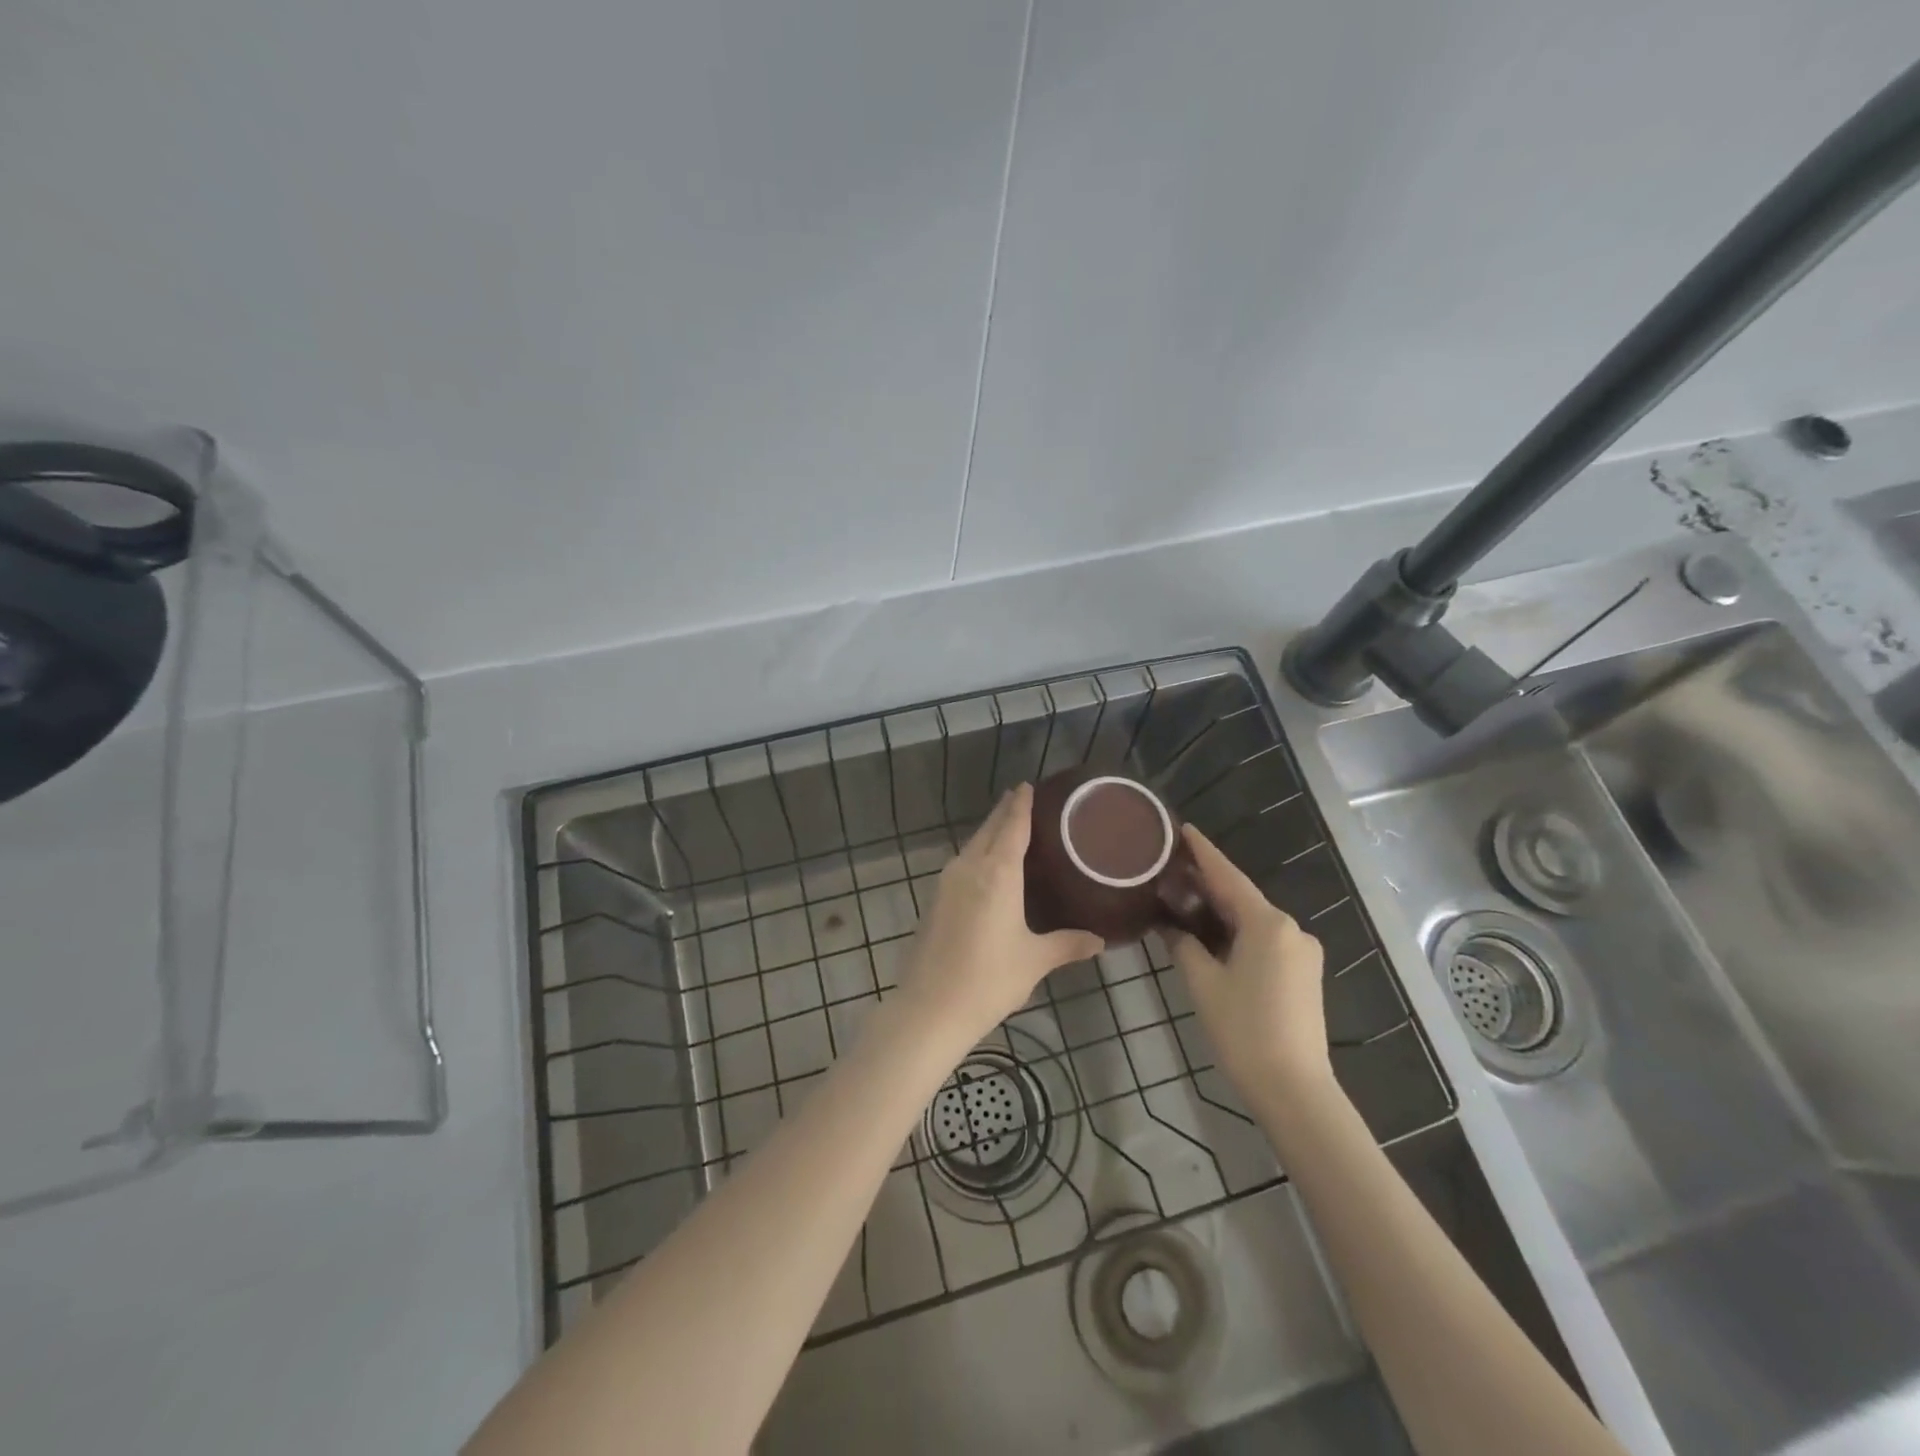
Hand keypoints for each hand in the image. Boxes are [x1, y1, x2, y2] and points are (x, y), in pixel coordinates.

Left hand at [900, 785, 1103, 1047]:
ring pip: (972, 845)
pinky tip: (988, 867)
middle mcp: (970, 868)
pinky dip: (978, 853)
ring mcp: (947, 882)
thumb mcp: (1034, 960)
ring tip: (1009, 828)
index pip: (1012, 826)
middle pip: (989, 830)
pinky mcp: (935, 899)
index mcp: (997, 873)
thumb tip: (1100, 941)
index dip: (1021, 805)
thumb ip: (1068, 944)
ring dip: (989, 832)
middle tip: (1023, 798)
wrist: (930, 1008)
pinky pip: (962, 863)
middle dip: (1005, 812)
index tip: (1028, 785)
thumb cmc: (989, 979)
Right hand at [1171, 825, 1329, 1106]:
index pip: (1227, 876)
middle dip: (1208, 883)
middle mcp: (1291, 929)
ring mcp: (1302, 952)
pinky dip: (1237, 932)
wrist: (1294, 1090)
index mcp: (1268, 923)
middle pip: (1241, 897)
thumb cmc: (1243, 1031)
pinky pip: (1265, 939)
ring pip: (1253, 920)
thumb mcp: (1203, 983)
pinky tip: (1213, 935)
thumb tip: (1169, 925)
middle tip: (1171, 868)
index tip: (1182, 828)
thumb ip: (1183, 944)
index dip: (1203, 851)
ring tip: (1184, 899)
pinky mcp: (1304, 973)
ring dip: (1221, 910)